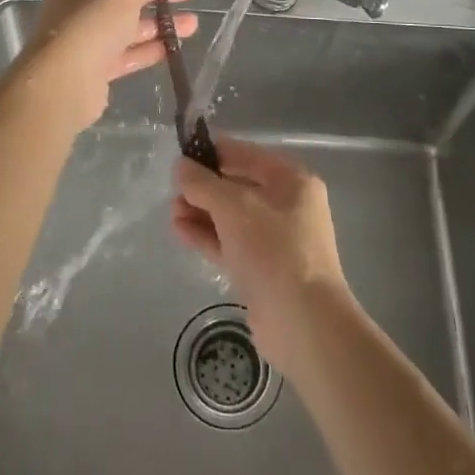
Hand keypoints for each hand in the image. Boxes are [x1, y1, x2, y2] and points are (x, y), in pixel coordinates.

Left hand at [3, 0, 197, 132]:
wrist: (64, 81)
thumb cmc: (92, 22)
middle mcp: (79, 3)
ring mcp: (87, 36)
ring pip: (130, 25)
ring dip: (161, 23)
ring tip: (193, 23)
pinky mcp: (96, 66)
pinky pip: (128, 52)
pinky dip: (151, 49)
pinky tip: (176, 47)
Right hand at [170, 137, 349, 372]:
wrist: (303, 323)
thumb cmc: (273, 249)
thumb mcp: (234, 207)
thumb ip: (203, 184)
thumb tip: (181, 166)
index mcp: (292, 181)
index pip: (247, 154)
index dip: (214, 151)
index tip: (182, 153)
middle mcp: (288, 206)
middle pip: (239, 186)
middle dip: (205, 187)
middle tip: (173, 190)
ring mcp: (276, 240)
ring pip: (232, 217)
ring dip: (202, 212)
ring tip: (171, 212)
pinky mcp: (263, 270)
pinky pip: (231, 243)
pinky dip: (207, 236)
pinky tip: (180, 231)